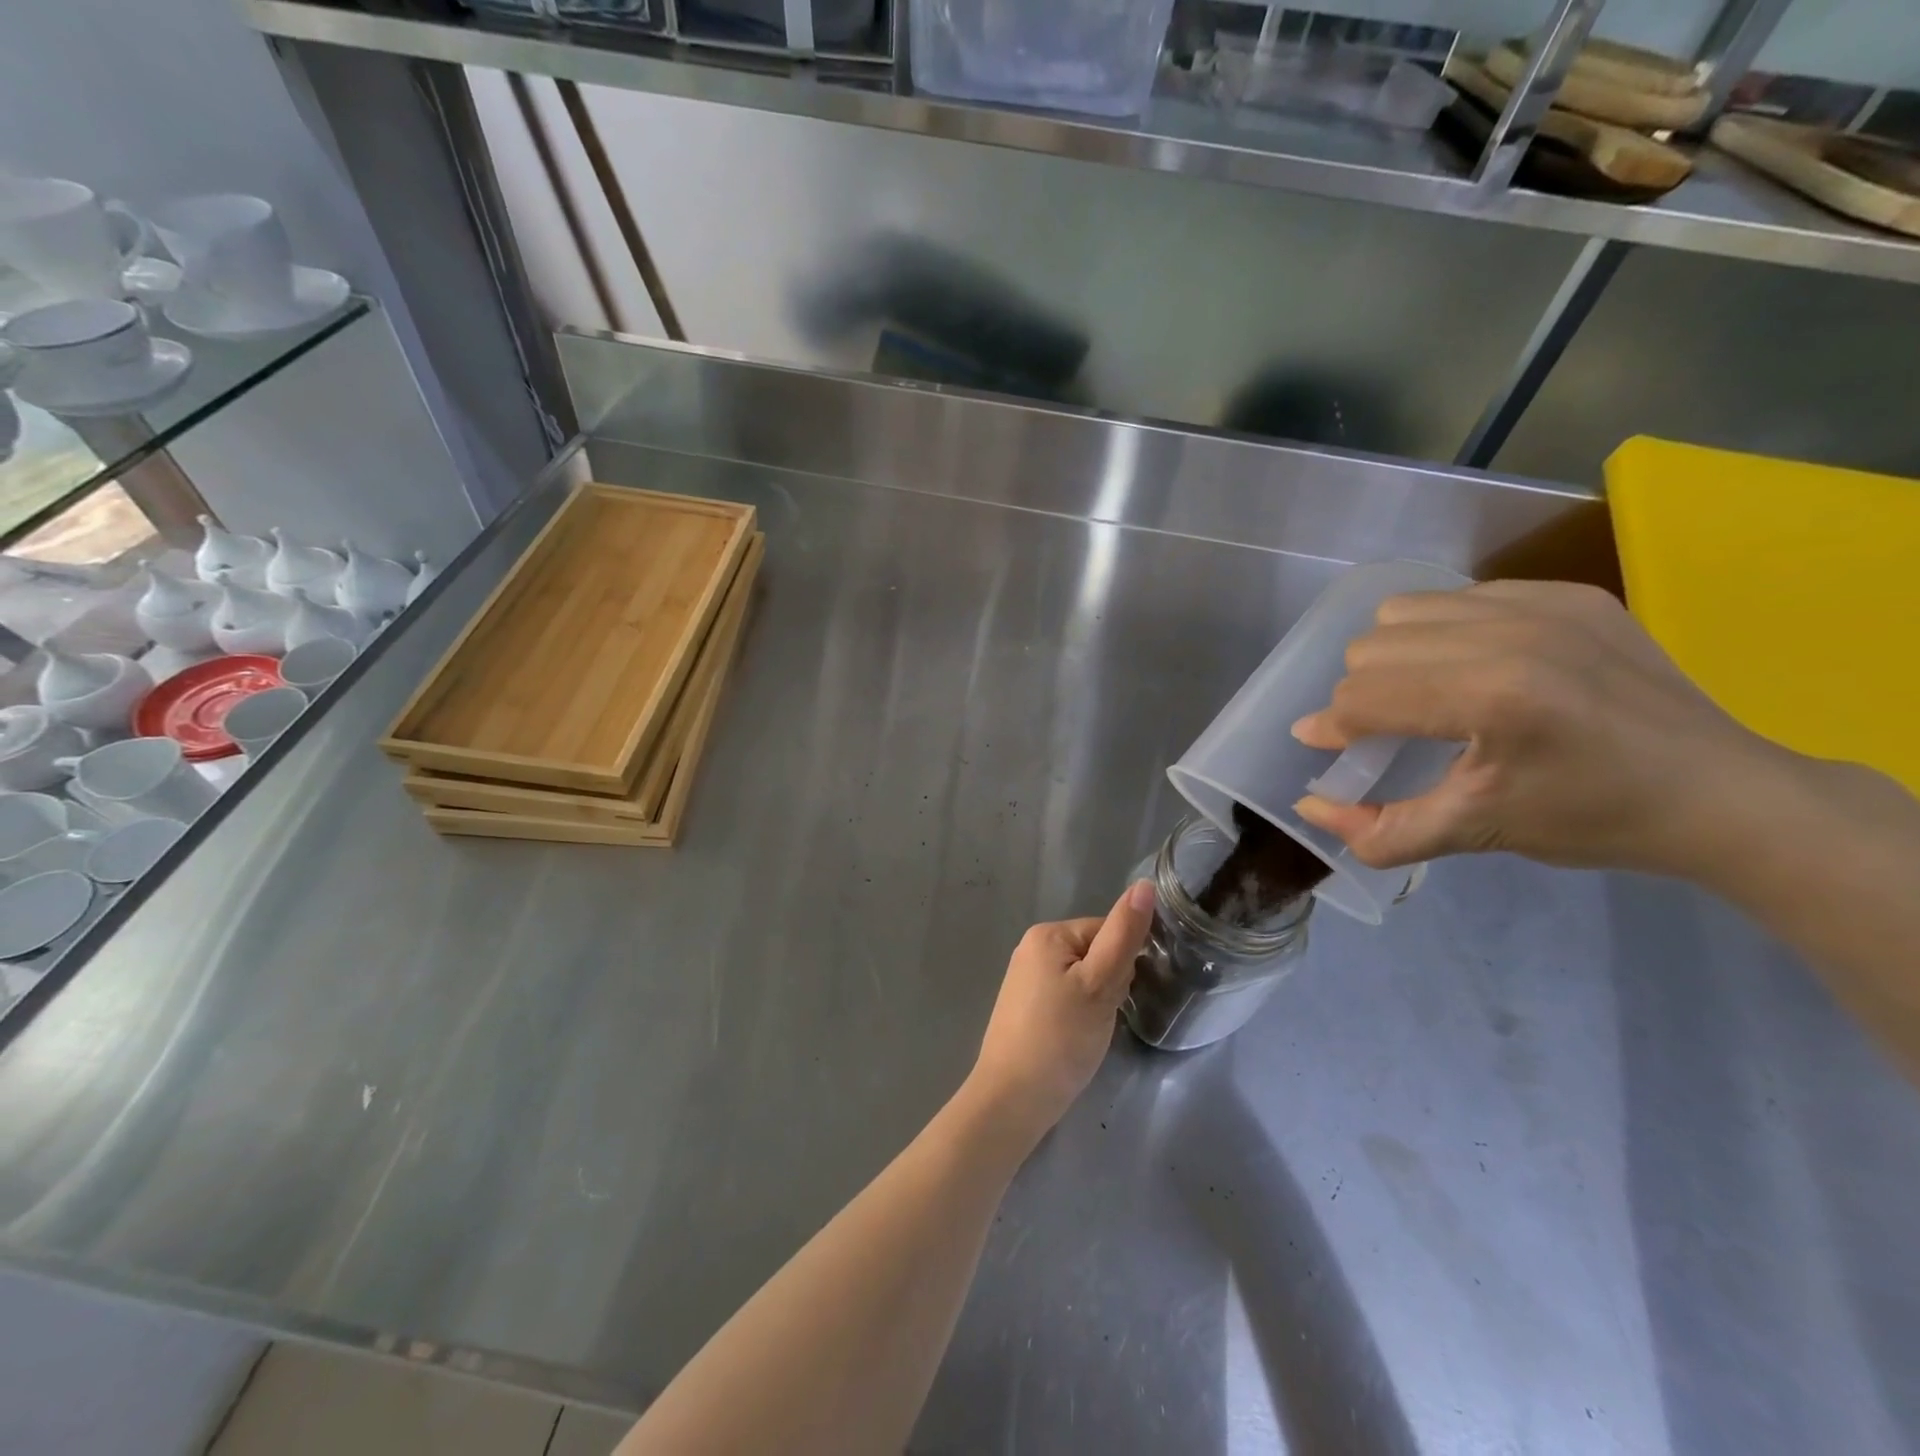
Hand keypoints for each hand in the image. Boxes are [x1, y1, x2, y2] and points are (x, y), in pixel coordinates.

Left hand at [966, 882, 1155, 1142]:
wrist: (1013, 1098)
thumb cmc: (1061, 1037)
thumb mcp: (1101, 984)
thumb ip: (1124, 934)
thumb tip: (1144, 885)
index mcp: (1048, 933)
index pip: (1107, 931)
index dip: (1123, 965)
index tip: (1118, 996)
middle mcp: (1032, 947)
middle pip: (1095, 953)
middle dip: (1110, 984)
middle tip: (1102, 1018)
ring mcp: (1025, 978)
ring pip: (1084, 979)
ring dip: (1097, 1002)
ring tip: (1088, 1032)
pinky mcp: (1025, 1007)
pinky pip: (1066, 997)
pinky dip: (1078, 1015)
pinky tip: (1075, 1039)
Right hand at [1290, 580, 1778, 877]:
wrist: (1721, 792)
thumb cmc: (1591, 820)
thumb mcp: (1476, 834)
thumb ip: (1379, 830)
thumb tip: (1307, 808)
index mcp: (1491, 698)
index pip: (1363, 697)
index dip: (1334, 728)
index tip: (1330, 747)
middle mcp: (1510, 634)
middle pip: (1371, 649)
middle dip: (1364, 695)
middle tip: (1392, 730)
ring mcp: (1541, 603)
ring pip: (1403, 611)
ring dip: (1395, 655)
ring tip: (1429, 692)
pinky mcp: (1566, 591)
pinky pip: (1458, 595)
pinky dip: (1444, 631)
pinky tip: (1477, 667)